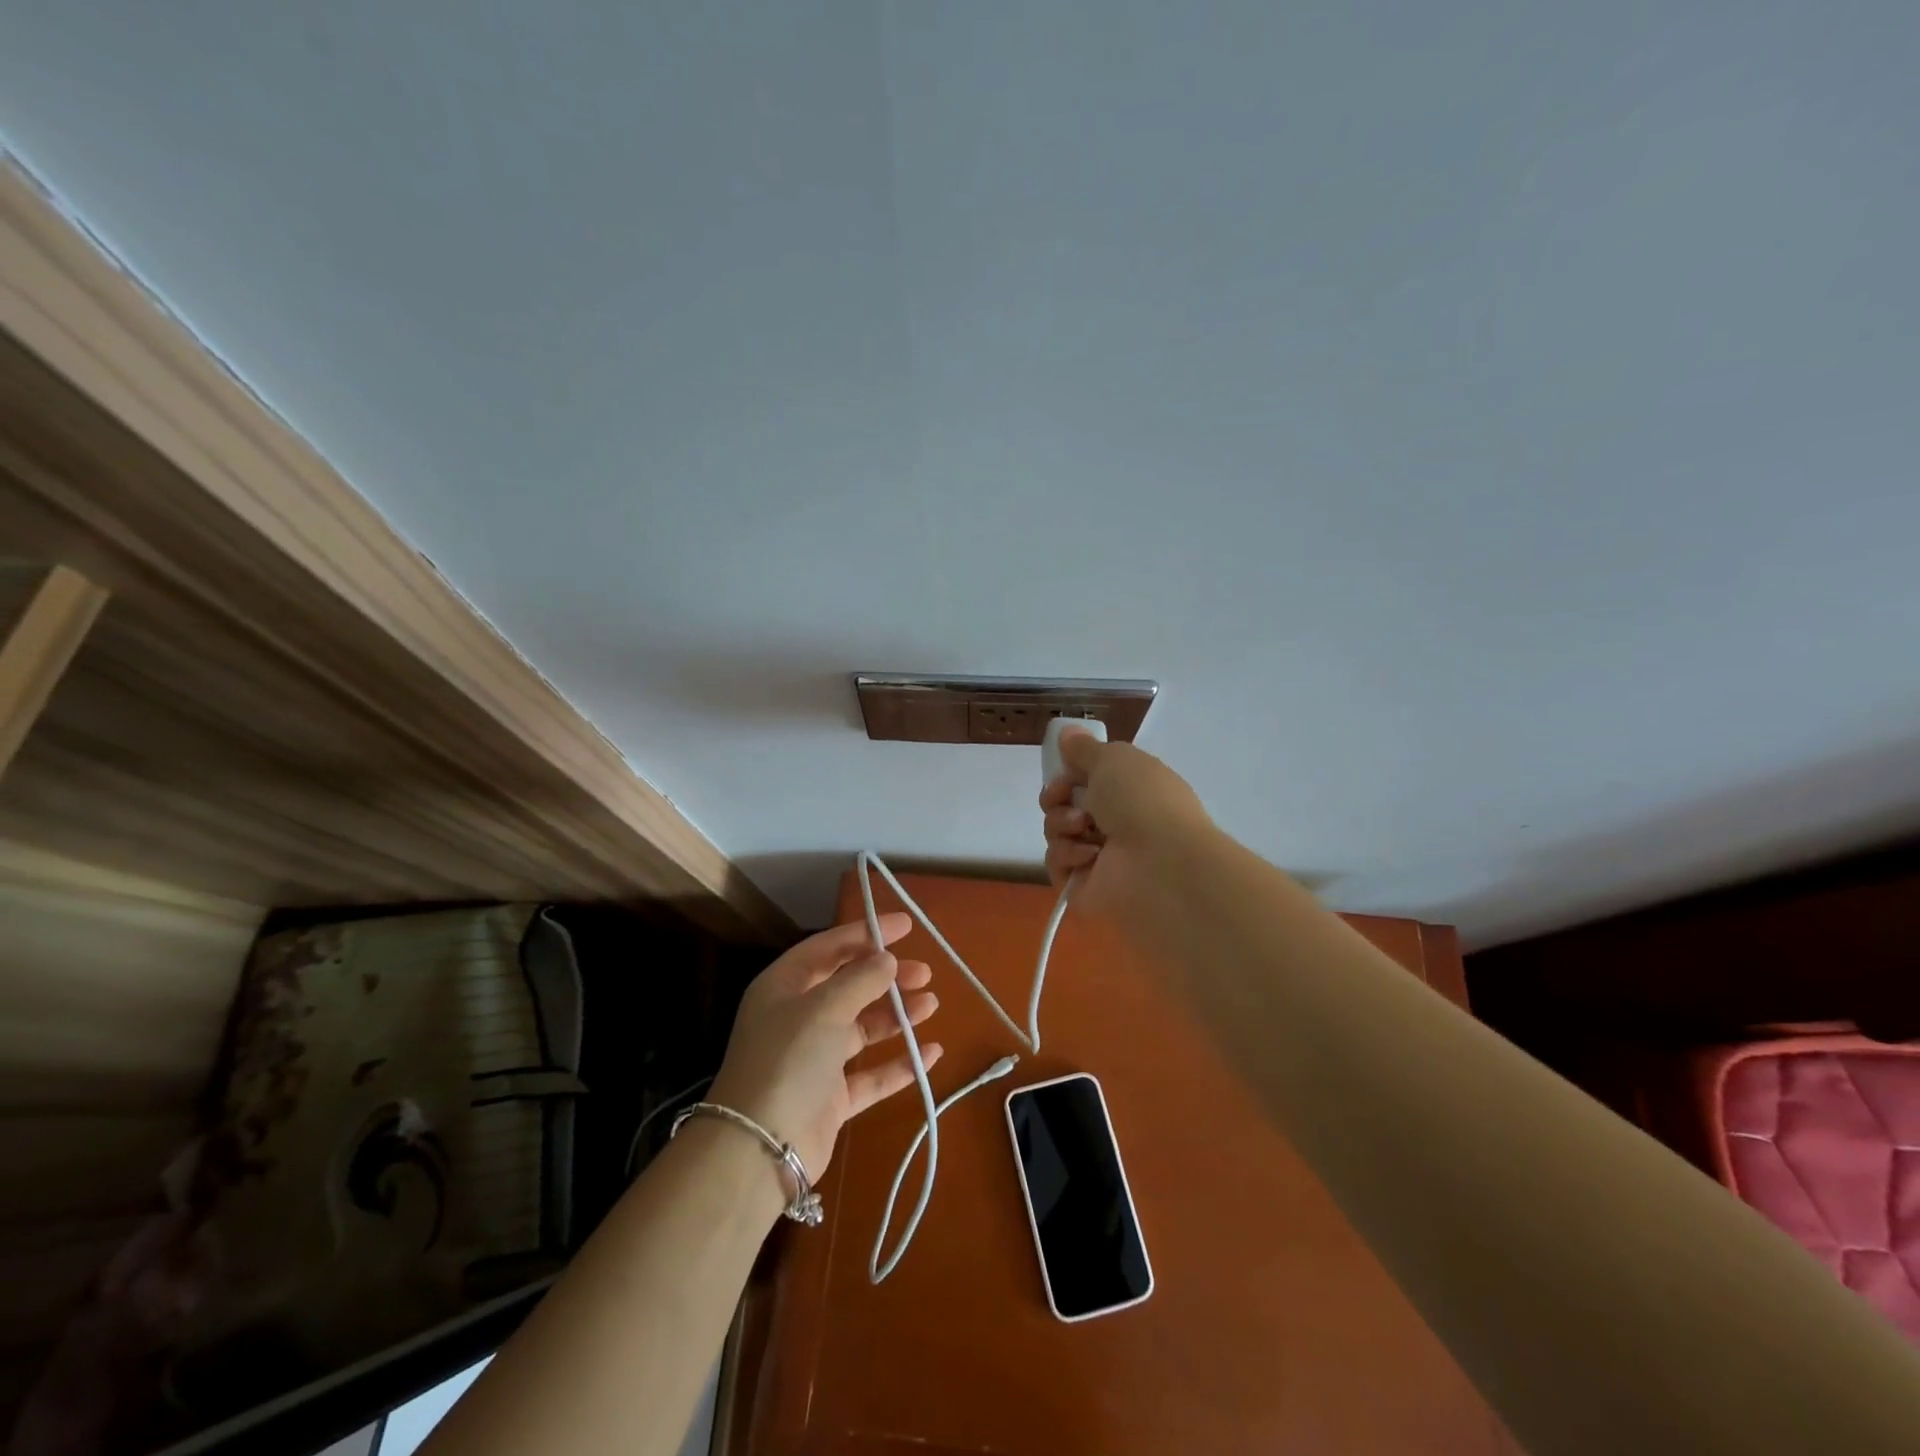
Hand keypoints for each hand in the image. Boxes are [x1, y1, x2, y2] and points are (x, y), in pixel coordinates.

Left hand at [707, 913, 941, 1182]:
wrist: (759, 1149)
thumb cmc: (788, 1060)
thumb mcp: (824, 1007)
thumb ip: (861, 979)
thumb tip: (888, 959)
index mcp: (785, 986)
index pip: (829, 947)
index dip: (866, 933)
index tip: (906, 926)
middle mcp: (798, 1017)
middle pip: (849, 986)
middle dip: (887, 977)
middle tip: (924, 973)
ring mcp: (815, 1059)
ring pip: (863, 1027)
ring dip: (897, 1015)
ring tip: (932, 1005)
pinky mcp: (831, 1097)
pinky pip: (871, 1074)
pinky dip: (899, 1063)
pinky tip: (930, 1053)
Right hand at [1039, 729, 1212, 922]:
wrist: (1159, 862)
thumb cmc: (1141, 800)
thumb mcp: (1113, 758)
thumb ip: (1084, 748)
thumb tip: (1067, 734)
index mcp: (1128, 790)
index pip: (1086, 779)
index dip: (1067, 773)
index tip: (1063, 771)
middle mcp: (1114, 821)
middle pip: (1064, 805)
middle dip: (1057, 797)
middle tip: (1064, 797)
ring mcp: (1099, 857)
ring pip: (1056, 833)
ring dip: (1061, 824)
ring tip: (1083, 828)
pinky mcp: (1084, 886)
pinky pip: (1057, 864)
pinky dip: (1066, 855)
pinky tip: (1088, 855)